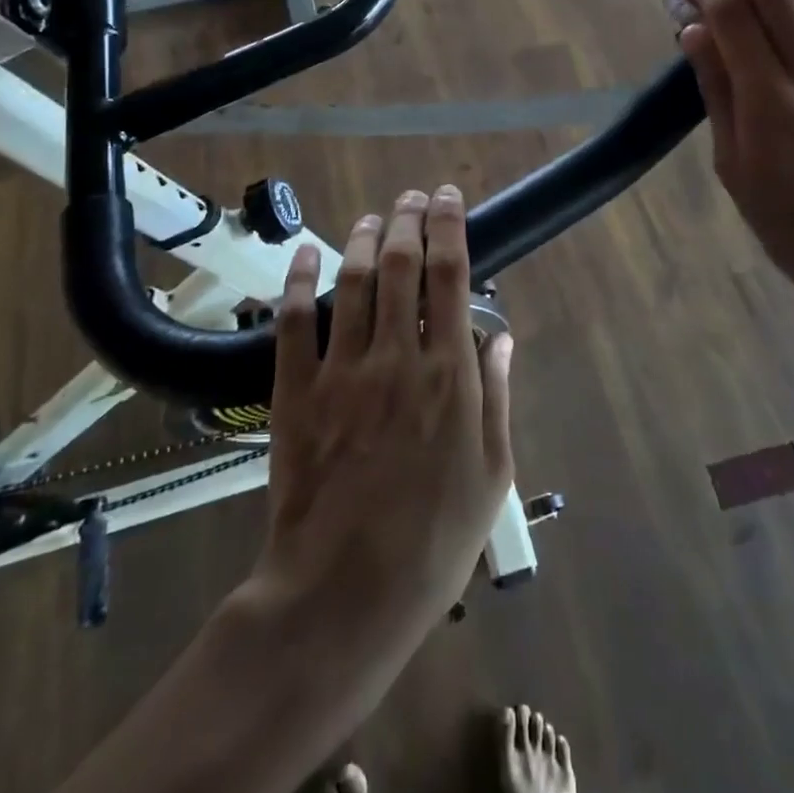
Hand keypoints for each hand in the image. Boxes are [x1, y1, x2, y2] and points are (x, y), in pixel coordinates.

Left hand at [258, 187, 513, 646]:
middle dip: (407, 220)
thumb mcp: (493, 474)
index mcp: (449, 374)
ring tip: (373, 216)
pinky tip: (306, 252)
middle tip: (411, 197)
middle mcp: (396, 357)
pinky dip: (298, 281)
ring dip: (362, 239)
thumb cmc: (433, 541)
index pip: (450, 276)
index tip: (448, 198)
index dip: (449, 226)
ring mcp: (341, 371)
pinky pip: (293, 322)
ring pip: (351, 282)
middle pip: (399, 264)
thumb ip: (497, 396)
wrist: (343, 595)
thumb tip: (501, 336)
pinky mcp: (294, 392)